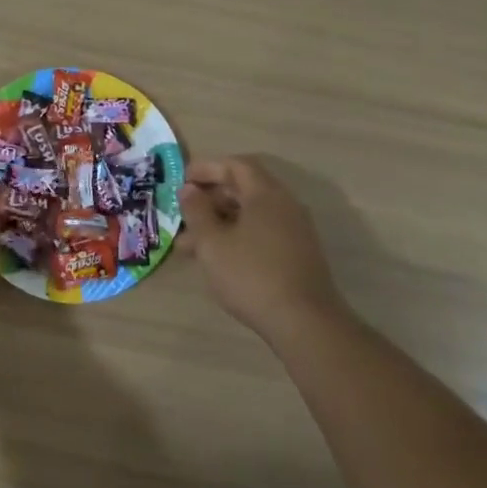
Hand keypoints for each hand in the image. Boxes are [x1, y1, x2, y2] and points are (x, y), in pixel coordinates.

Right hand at [179, 157, 347, 342]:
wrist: (304, 322)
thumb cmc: (251, 275)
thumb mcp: (212, 242)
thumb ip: (197, 211)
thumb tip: (189, 190)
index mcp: (266, 195)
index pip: (236, 165)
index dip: (207, 168)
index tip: (182, 179)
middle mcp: (285, 206)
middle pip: (244, 189)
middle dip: (210, 198)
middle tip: (183, 212)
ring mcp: (294, 231)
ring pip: (250, 215)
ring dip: (219, 222)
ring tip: (188, 245)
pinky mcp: (296, 255)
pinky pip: (261, 233)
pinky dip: (236, 237)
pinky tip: (216, 259)